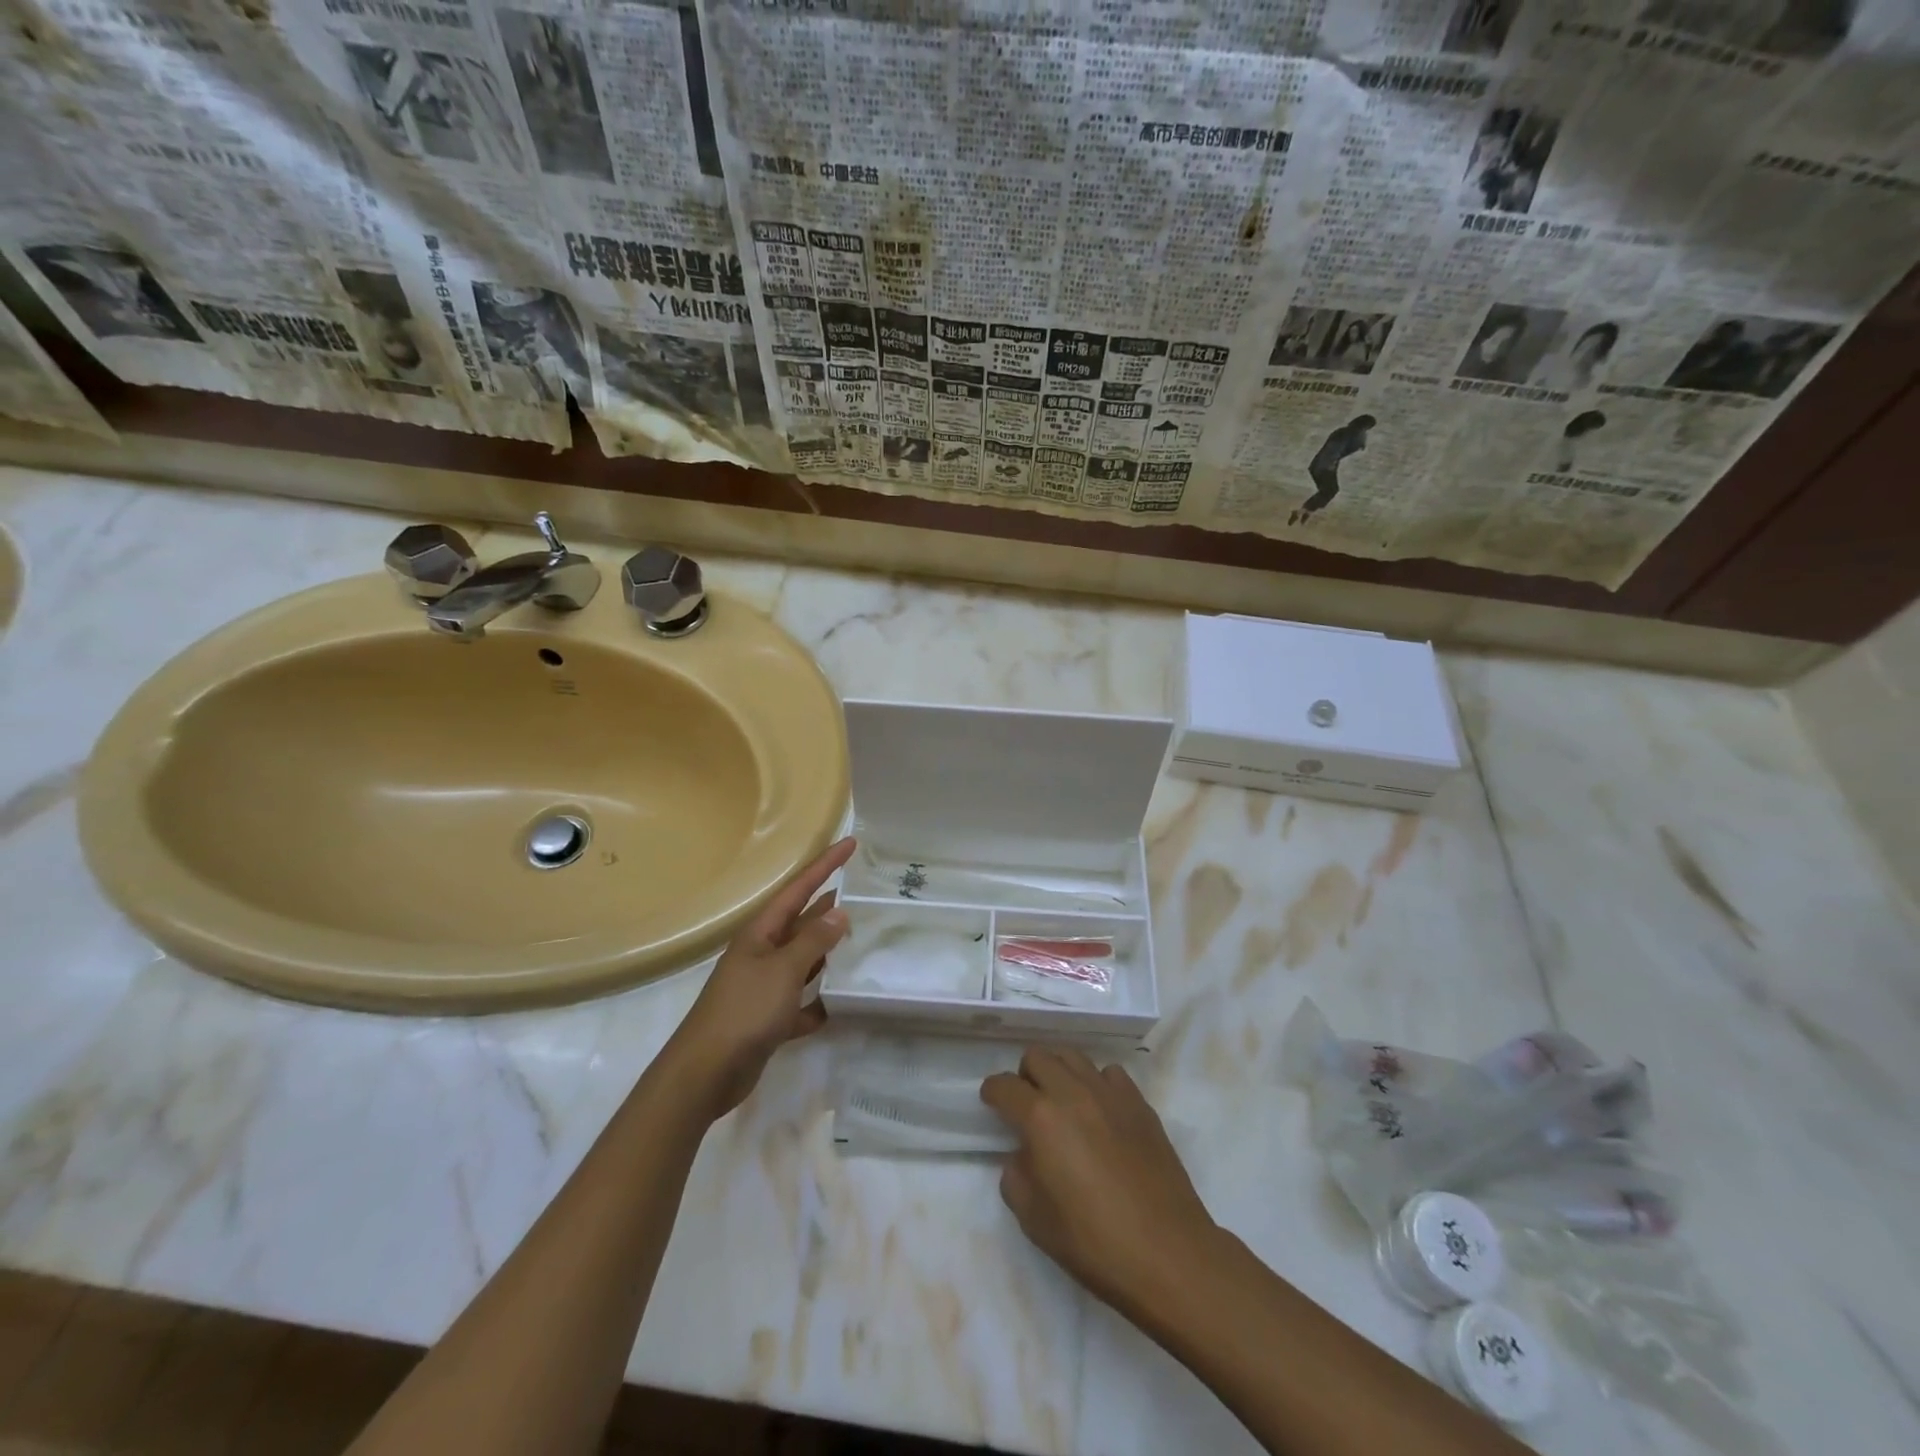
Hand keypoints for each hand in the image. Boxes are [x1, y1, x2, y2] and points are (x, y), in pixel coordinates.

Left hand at [665, 836, 855, 1117]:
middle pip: (802, 922)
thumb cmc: (745, 1010)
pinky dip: (819, 1001)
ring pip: (804, 961)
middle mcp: (763, 953)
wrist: (706, 1072)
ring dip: (829, 952)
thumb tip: (839, 912)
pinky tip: (842, 1004)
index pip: (799, 888)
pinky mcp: (769, 1018)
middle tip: (865, 895)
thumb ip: (813, 941)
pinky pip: (802, 1002)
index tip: (851, 844)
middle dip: (830, 907)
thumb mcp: (783, 970)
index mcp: (762, 932)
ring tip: (863, 941)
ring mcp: (764, 986)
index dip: (825, 865)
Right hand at [981, 1049, 1220, 1316]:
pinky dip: (1096, 1083)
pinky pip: (1109, 1073)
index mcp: (1041, 1118)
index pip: (1004, 1086)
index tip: (992, 1103)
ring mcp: (1110, 1093)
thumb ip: (1016, 1176)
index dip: (993, 1092)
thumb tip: (1023, 1155)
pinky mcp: (1140, 1103)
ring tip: (1062, 1102)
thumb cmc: (1094, 1243)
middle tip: (1027, 1105)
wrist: (1168, 1253)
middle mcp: (1073, 1092)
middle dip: (1024, 1076)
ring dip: (1059, 1072)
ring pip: (1073, 1056)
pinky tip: (1099, 1112)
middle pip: (1038, 1056)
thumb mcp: (1034, 1220)